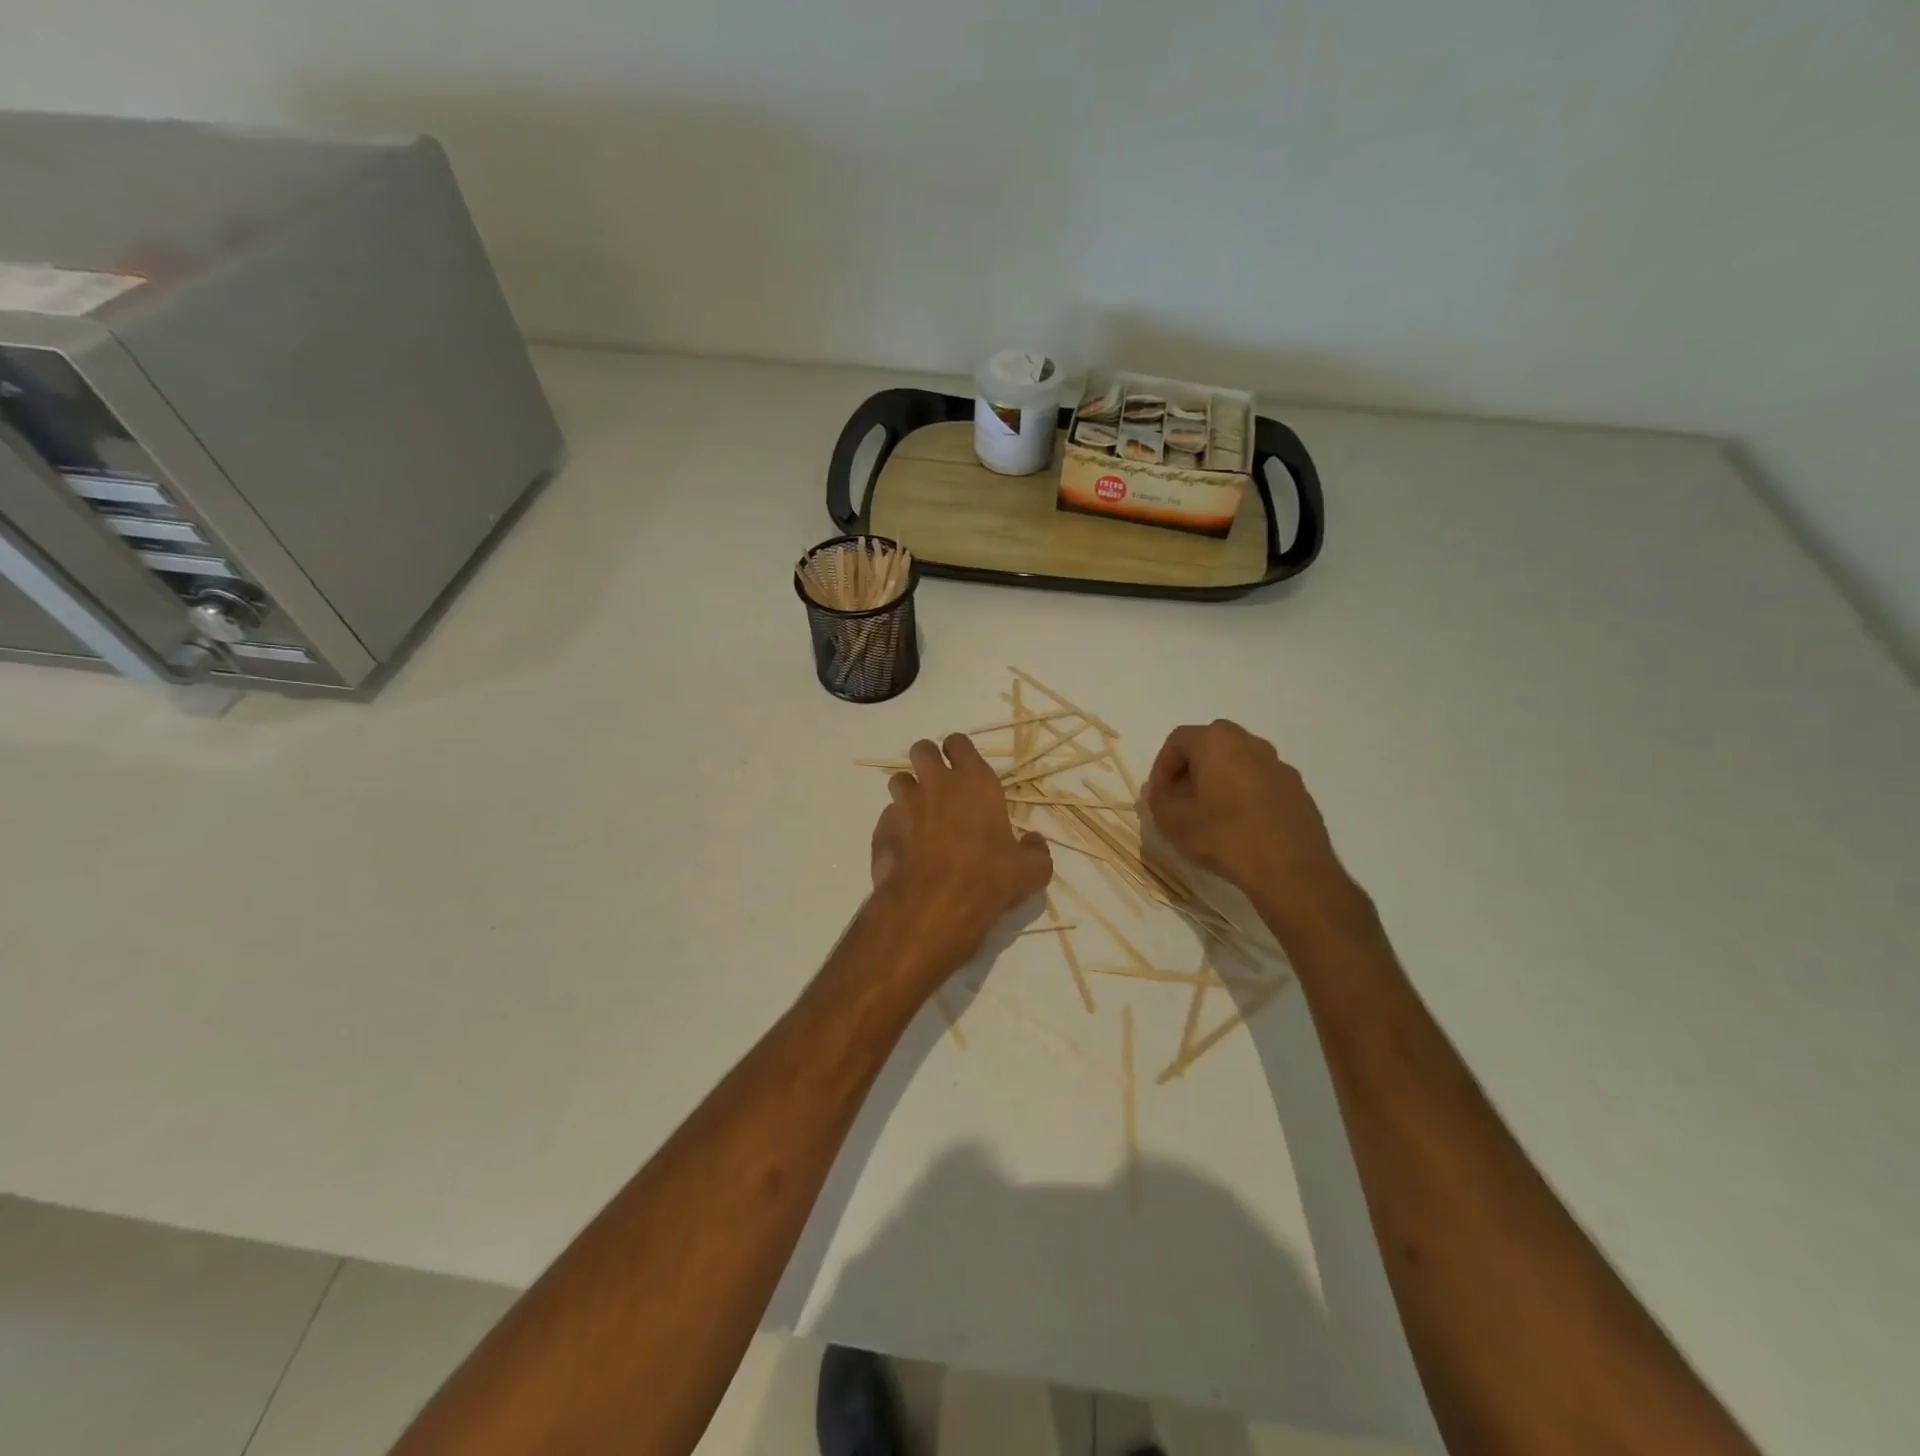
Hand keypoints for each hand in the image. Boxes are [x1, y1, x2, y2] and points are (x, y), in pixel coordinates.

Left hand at [869, 735, 1053, 978]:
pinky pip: (887, 817)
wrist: (933, 907)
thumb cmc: (988, 880)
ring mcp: (904, 805)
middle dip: (928, 761)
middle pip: (922, 750)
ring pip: (899, 781)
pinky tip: (907, 849)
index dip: (959, 752)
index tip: (964, 767)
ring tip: (921, 816)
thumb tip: (1034, 841)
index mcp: (974, 782)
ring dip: (909, 792)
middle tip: (939, 785)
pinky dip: (896, 827)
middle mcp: (936, 784)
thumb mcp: (1031, 870)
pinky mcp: (882, 829)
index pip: (959, 743)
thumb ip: (1035, 850)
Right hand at [1146, 720, 1355, 932]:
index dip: (1161, 767)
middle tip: (1182, 800)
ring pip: (1239, 764)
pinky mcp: (1298, 791)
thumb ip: (1158, 797)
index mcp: (1217, 741)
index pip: (1178, 740)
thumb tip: (1165, 790)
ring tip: (1211, 816)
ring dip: (1220, 783)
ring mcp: (1280, 766)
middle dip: (1191, 771)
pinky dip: (1246, 797)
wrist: (1289, 869)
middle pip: (1211, 747)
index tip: (1159, 795)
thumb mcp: (1171, 819)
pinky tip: (1241, 828)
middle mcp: (1251, 743)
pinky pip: (1262, 784)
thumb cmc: (1223, 836)